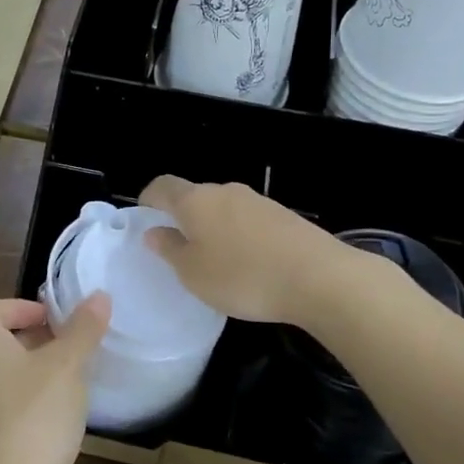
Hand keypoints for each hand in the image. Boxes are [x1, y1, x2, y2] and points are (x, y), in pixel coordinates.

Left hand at [0, 296, 110, 463]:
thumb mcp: (67, 365)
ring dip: (33, 372)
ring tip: (70, 380)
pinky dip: (27, 402)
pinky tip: (57, 419)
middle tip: (71, 346)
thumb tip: (98, 296)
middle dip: (34, 339)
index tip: (56, 319)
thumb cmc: (34, 417)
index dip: (22, 306)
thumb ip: (83, 329)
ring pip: (1, 376)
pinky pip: (3, 407)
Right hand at [139, 176, 349, 324]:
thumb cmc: (243, 276)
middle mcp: (225, 191)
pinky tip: (249, 265)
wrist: (318, 277)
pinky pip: (248, 221)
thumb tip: (154, 232)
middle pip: (194, 196)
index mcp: (195, 200)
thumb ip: (170, 250)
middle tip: (179, 250)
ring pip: (223, 209)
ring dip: (213, 228)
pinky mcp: (283, 216)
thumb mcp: (193, 273)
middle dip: (183, 218)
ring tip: (216, 262)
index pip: (162, 186)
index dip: (148, 200)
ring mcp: (258, 201)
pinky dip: (240, 237)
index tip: (145, 220)